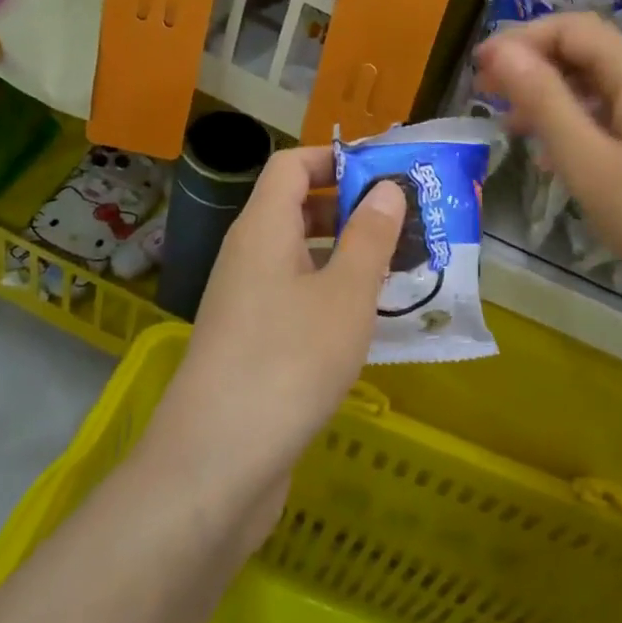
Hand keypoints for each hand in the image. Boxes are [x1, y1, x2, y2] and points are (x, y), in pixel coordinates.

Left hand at [140, 147, 403, 548]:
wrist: (215, 465)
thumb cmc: (288, 361)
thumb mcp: (345, 294)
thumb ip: (370, 237)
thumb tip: (386, 188)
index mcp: (263, 228)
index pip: (292, 164)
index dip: (336, 157)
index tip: (386, 170)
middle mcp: (248, 255)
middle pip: (297, 207)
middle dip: (351, 207)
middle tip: (406, 221)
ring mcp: (246, 301)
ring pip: (300, 256)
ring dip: (346, 254)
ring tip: (400, 268)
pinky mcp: (251, 342)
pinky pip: (296, 296)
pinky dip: (331, 294)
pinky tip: (369, 321)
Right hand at [473, 12, 621, 338]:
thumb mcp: (589, 162)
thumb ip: (543, 101)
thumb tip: (501, 52)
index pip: (572, 29)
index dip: (520, 41)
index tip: (478, 71)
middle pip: (589, 52)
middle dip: (535, 69)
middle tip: (489, 101)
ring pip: (605, 86)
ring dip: (557, 98)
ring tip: (517, 131)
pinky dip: (586, 122)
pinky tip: (564, 157)